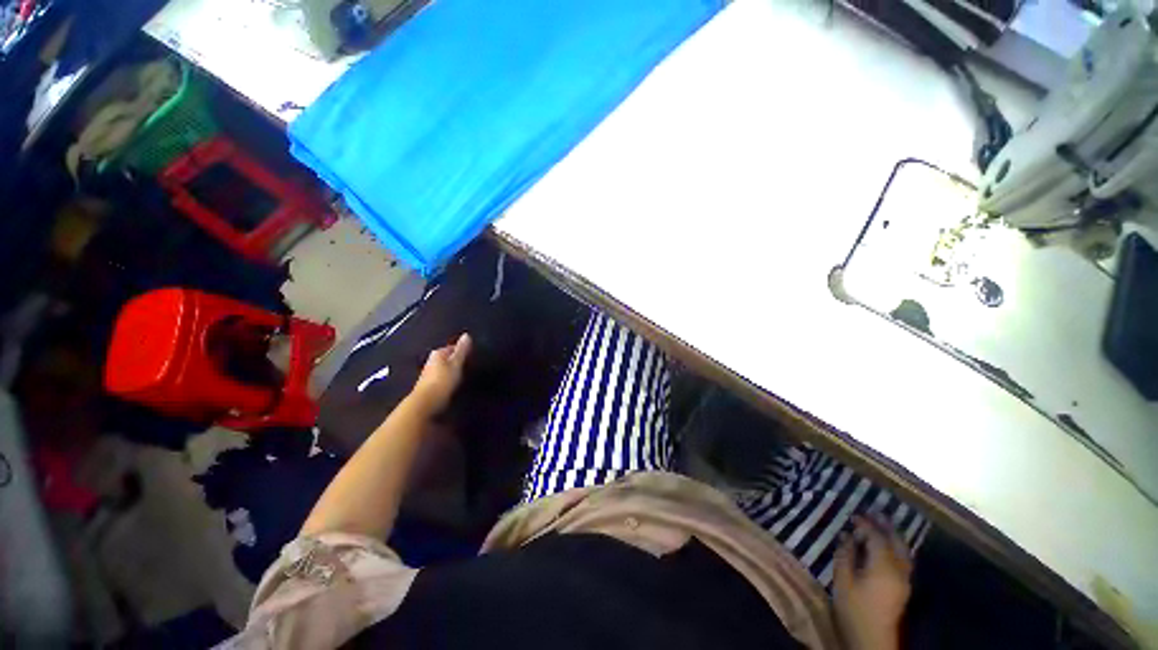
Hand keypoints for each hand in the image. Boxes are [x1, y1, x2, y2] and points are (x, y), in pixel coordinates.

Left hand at [410, 333, 471, 414]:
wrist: (425, 404)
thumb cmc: (443, 381)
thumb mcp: (456, 364)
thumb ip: (461, 351)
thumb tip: (466, 335)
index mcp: (438, 354)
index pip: (451, 347)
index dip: (460, 350)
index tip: (470, 353)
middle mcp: (431, 361)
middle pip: (445, 357)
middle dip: (454, 359)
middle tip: (467, 363)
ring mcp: (428, 374)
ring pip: (442, 368)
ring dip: (450, 370)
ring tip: (462, 373)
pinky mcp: (428, 386)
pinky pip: (440, 378)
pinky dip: (447, 378)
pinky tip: (452, 384)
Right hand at [834, 514, 912, 649]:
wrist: (872, 639)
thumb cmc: (854, 608)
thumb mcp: (843, 580)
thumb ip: (845, 555)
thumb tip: (846, 535)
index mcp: (884, 566)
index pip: (876, 537)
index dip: (865, 524)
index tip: (852, 514)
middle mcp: (899, 570)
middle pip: (896, 542)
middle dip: (885, 526)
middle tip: (873, 512)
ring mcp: (904, 580)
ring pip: (903, 551)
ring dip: (893, 536)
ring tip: (881, 525)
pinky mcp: (903, 588)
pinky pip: (903, 559)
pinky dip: (895, 547)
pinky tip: (886, 547)